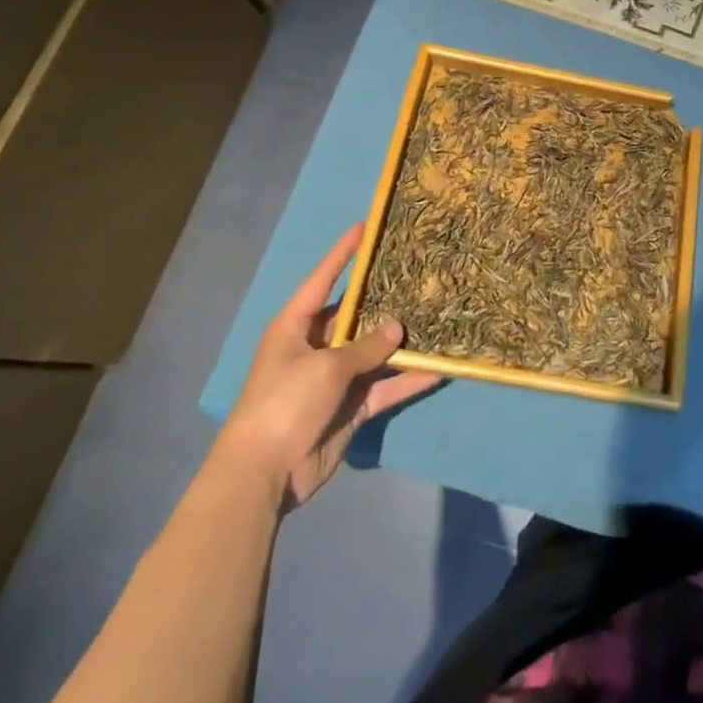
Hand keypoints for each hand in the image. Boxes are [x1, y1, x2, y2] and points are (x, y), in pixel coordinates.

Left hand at [213, 222, 439, 509]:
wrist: (263, 476)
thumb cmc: (284, 404)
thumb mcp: (326, 367)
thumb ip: (366, 346)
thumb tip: (398, 326)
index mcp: (296, 326)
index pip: (323, 280)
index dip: (343, 253)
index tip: (365, 226)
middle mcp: (316, 346)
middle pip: (356, 315)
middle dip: (384, 298)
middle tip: (418, 272)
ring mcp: (335, 378)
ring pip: (375, 351)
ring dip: (401, 342)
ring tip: (436, 316)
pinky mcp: (350, 407)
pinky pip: (384, 387)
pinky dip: (407, 381)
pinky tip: (438, 368)